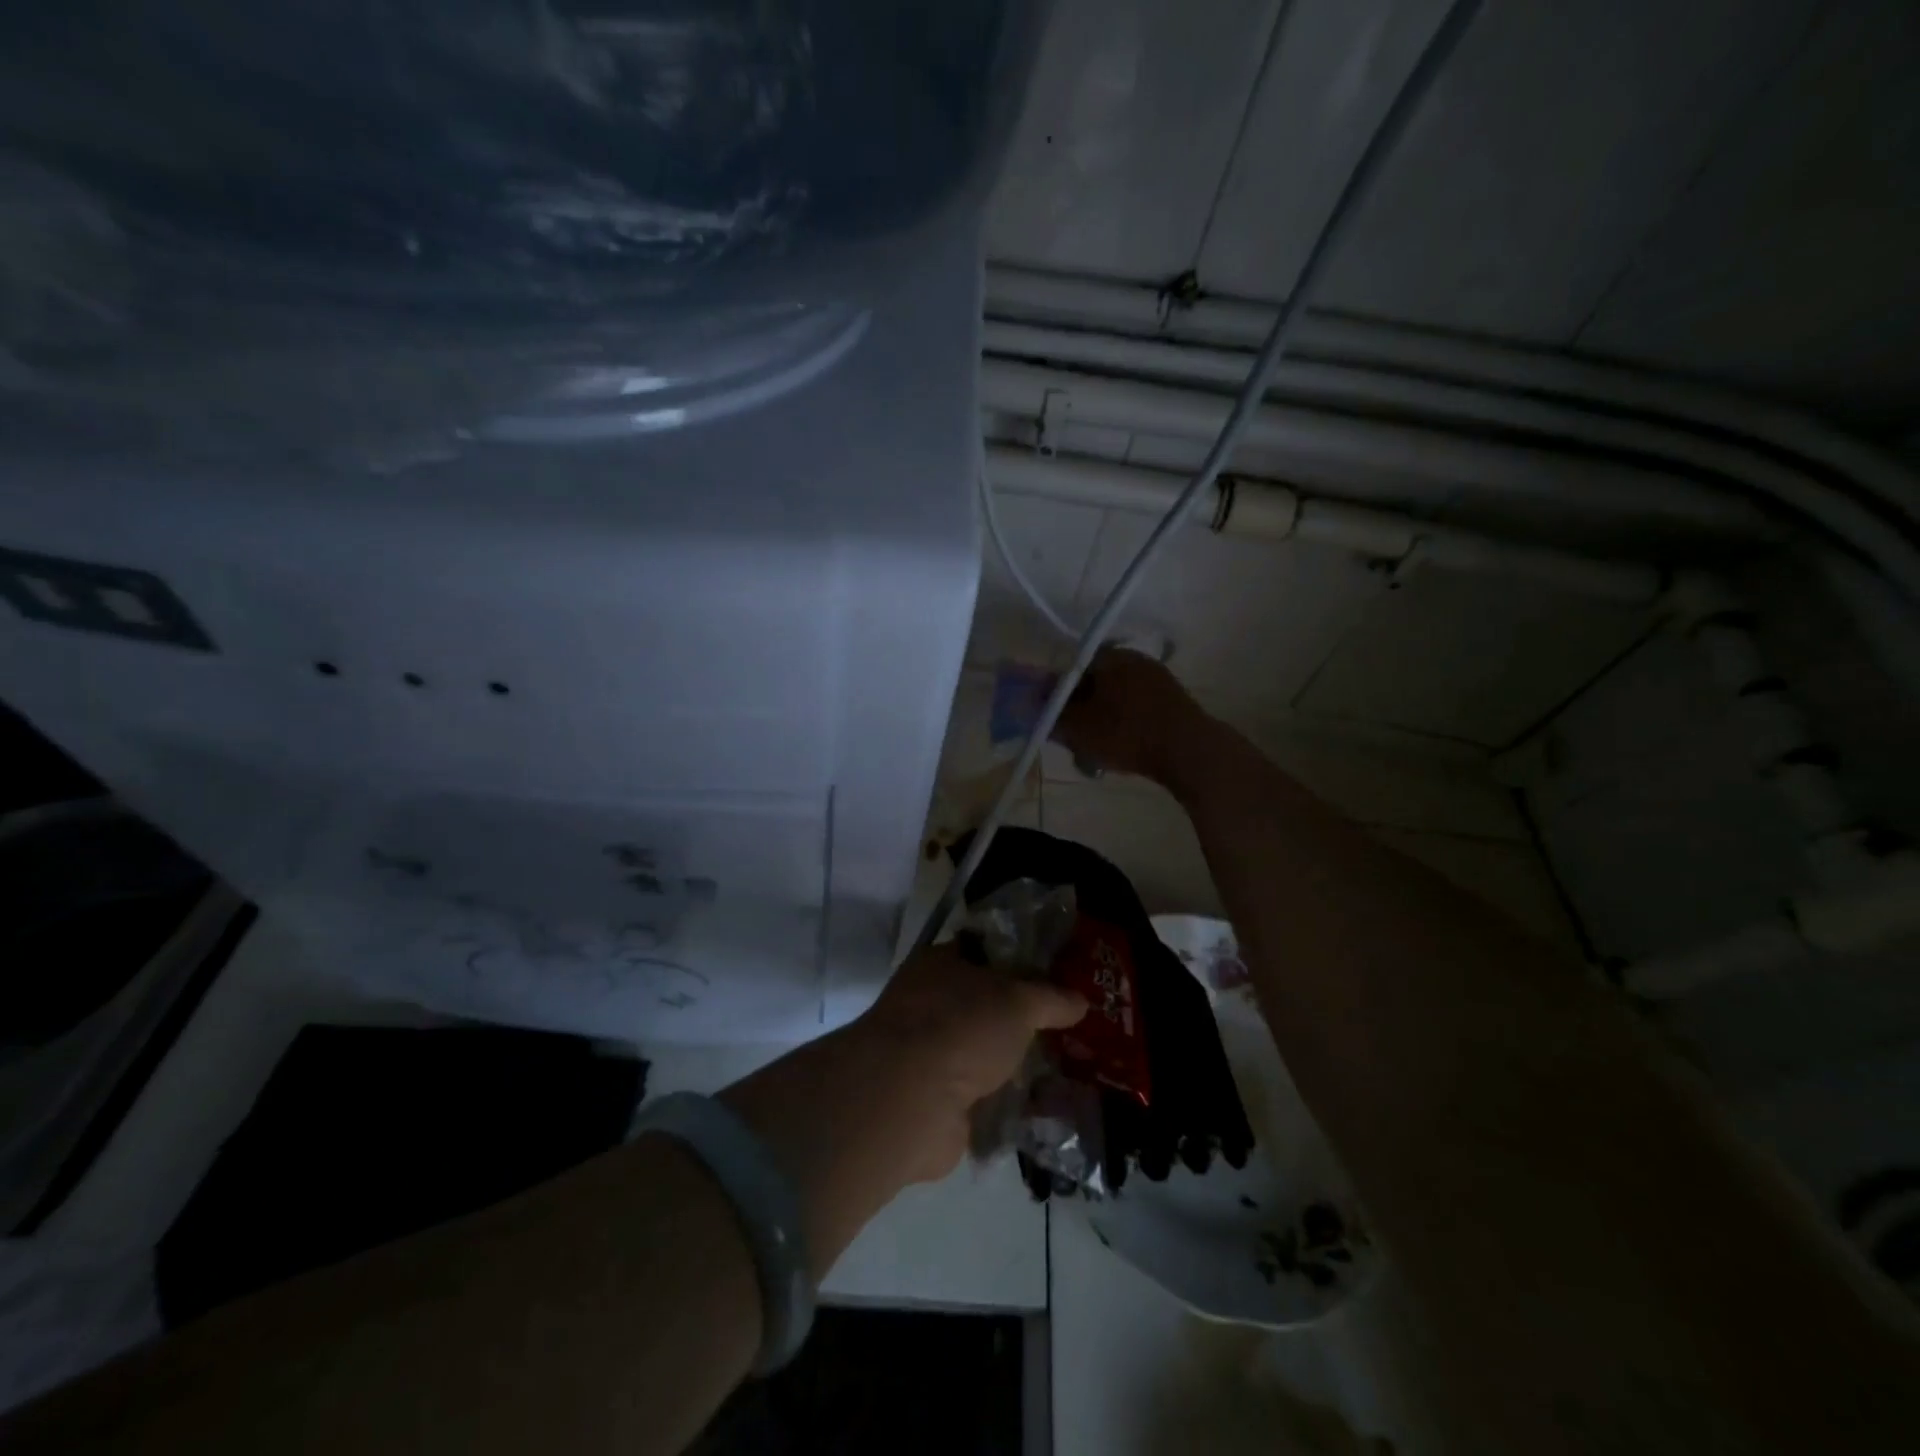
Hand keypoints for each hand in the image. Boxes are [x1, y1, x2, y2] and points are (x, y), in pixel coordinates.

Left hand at [851, 945, 1085, 1182]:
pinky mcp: (939, 1103)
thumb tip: (1080, 1000)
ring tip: (1069, 1071)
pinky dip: (1011, 1104)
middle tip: (1071, 1028)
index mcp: (940, 964)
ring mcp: (932, 1056)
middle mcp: (930, 1005)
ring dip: (1019, 1064)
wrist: (911, 1099)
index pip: (983, 953)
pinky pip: (986, 1098)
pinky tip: (1049, 1109)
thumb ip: (1051, 997)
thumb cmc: (961, 1026)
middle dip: (1024, 1019)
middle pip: (987, 1007)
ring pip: (986, 1053)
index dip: (1020, 961)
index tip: (1059, 976)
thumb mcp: (1019, 1000)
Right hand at [1051, 646, 1207, 785]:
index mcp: (1109, 656)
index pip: (1070, 670)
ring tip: (1096, 753)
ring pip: (1114, 701)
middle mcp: (1134, 659)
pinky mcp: (1172, 701)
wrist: (1189, 751)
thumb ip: (1050, 715)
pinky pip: (1135, 710)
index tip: (1053, 722)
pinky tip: (1122, 751)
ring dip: (1100, 723)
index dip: (1056, 697)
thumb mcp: (1077, 728)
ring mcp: (1157, 679)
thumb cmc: (1126, 733)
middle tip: (1073, 741)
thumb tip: (1030, 704)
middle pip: (1093, 685)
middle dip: (1079, 713)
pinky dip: (1123, 727)